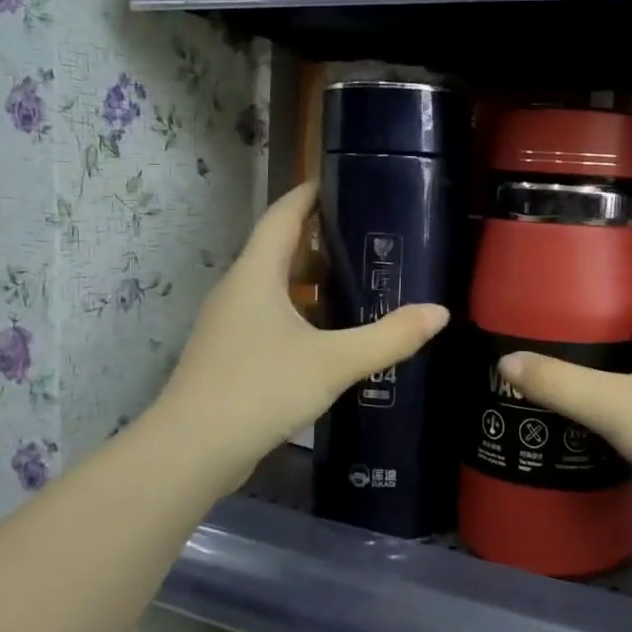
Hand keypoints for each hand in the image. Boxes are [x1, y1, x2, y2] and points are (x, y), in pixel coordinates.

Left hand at [156, 182, 448, 486]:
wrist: (191, 451)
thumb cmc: (260, 389)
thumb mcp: (333, 361)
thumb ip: (389, 337)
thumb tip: (439, 314)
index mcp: (256, 275)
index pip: (282, 216)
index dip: (308, 194)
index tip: (339, 180)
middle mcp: (237, 291)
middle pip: (277, 250)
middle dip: (317, 240)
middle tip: (364, 236)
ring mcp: (229, 326)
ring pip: (273, 289)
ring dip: (308, 282)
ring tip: (354, 282)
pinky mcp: (229, 357)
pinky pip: (269, 319)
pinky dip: (299, 315)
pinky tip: (327, 336)